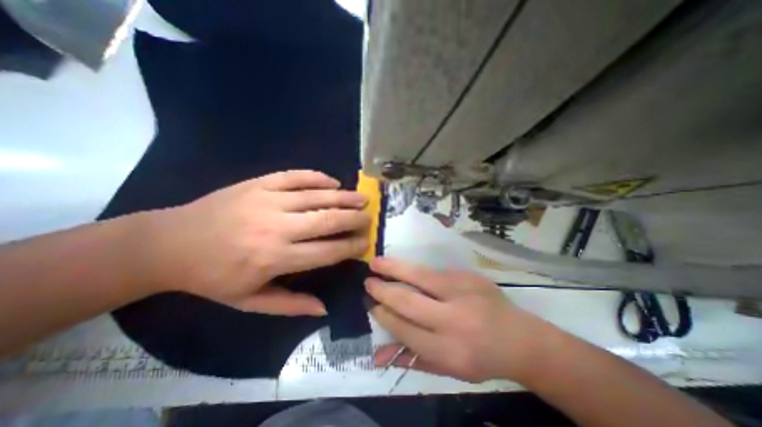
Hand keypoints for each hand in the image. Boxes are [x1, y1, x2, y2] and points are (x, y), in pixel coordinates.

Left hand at [142, 170, 371, 316]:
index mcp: (275, 258)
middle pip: (328, 220)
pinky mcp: (259, 183)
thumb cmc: (213, 277)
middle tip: (369, 218)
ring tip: (362, 198)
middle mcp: (277, 227)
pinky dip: (318, 177)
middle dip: (354, 219)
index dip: (351, 246)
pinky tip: (333, 182)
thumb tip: (324, 308)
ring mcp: (268, 200)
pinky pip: (296, 176)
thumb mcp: (250, 301)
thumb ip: (290, 305)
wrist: (169, 243)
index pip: (327, 251)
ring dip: (344, 197)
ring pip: (317, 196)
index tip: (366, 243)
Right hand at [368, 258, 554, 381]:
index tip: (371, 304)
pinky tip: (402, 267)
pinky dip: (414, 270)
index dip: (384, 315)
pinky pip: (434, 271)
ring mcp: (462, 292)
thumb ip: (412, 360)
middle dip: (383, 290)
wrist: (521, 338)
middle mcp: (453, 319)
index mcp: (448, 350)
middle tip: (368, 281)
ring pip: (419, 276)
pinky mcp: (468, 276)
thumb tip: (378, 356)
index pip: (404, 329)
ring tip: (375, 263)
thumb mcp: (449, 369)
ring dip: (394, 268)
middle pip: (408, 301)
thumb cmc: (481, 358)